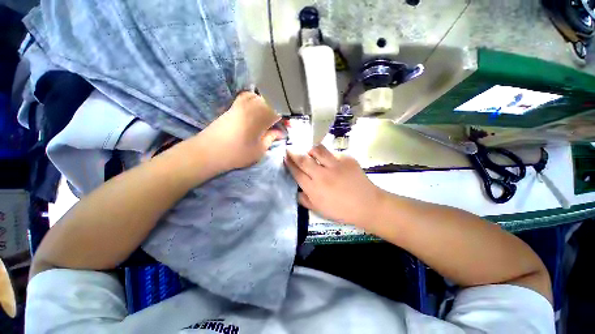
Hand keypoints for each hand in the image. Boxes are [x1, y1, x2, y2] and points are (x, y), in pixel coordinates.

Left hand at [193, 92, 281, 172]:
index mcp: (261, 114)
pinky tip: (258, 113)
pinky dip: (258, 103)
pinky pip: (251, 98)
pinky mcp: (233, 105)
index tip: (289, 124)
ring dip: (270, 105)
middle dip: (280, 110)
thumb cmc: (237, 153)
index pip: (281, 107)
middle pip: (273, 99)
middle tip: (281, 123)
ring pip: (262, 97)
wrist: (208, 151)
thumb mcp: (260, 149)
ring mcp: (241, 102)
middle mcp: (252, 103)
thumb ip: (272, 137)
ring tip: (271, 118)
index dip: (288, 115)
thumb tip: (280, 132)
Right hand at [285, 145, 385, 227]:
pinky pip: (333, 153)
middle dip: (294, 153)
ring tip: (309, 151)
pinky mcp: (347, 159)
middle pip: (303, 160)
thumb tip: (296, 191)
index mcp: (314, 189)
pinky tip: (331, 161)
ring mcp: (335, 165)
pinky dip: (329, 155)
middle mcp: (322, 175)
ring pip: (317, 150)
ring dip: (310, 149)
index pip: (297, 173)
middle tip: (289, 148)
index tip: (285, 157)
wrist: (367, 205)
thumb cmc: (341, 210)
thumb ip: (305, 200)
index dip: (289, 164)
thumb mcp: (319, 210)